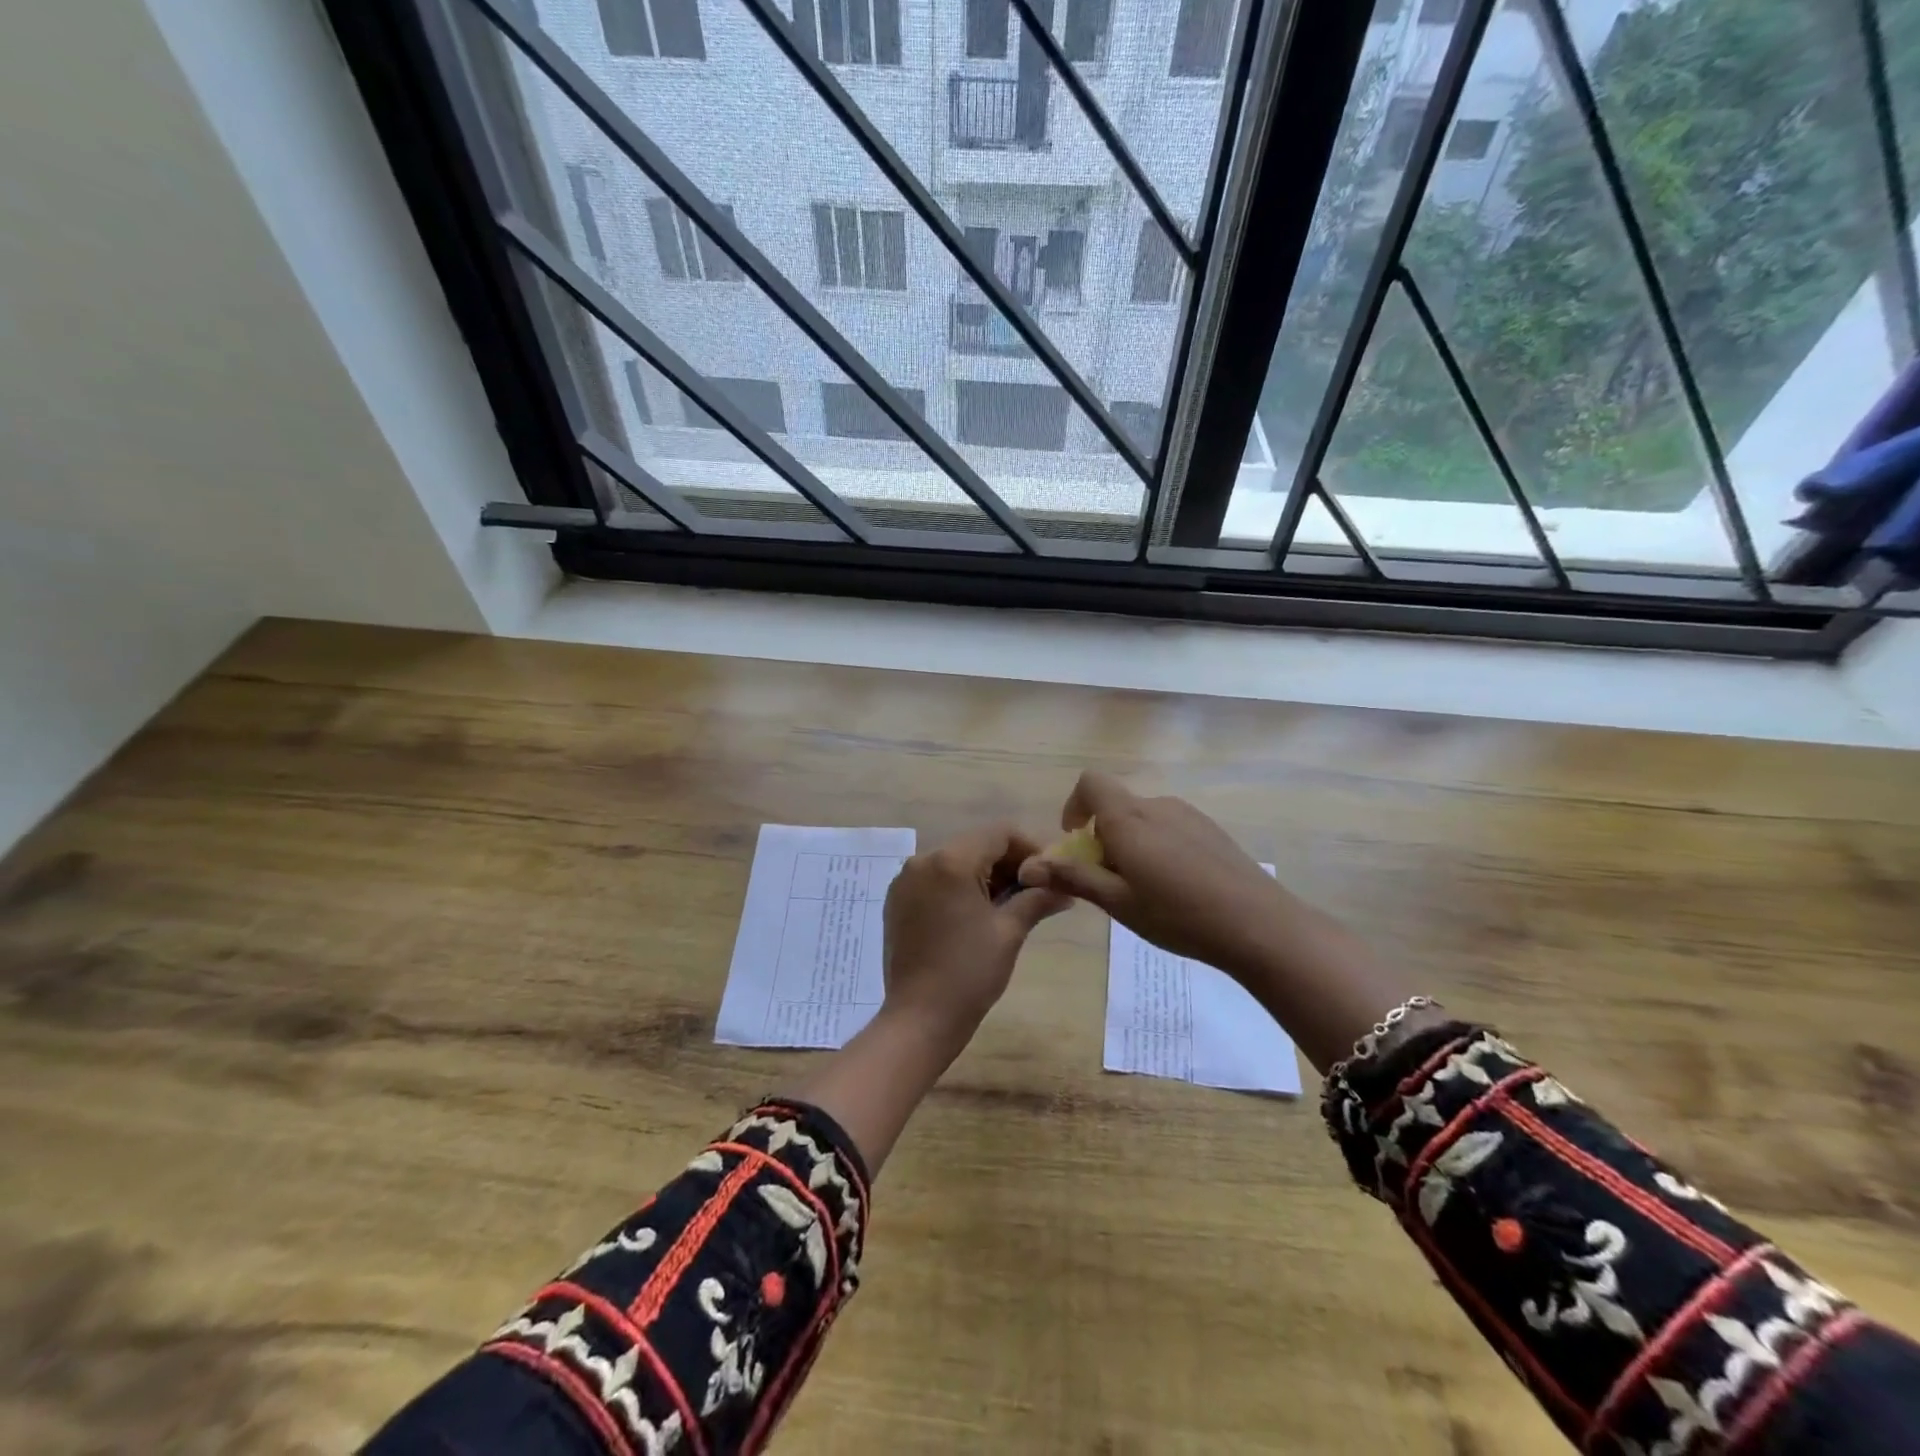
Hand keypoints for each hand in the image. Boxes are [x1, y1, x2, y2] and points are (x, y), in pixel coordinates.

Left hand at [881, 823, 1070, 1041]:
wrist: (919, 1017)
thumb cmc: (969, 973)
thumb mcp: (1009, 932)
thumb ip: (1037, 899)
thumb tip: (1065, 888)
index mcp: (951, 861)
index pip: (1000, 833)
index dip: (1030, 848)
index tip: (1049, 875)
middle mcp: (923, 860)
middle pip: (976, 844)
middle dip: (1008, 863)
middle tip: (1034, 893)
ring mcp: (905, 880)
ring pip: (956, 861)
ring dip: (984, 875)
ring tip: (1008, 907)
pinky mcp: (897, 900)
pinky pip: (935, 879)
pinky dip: (959, 887)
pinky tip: (975, 915)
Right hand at [1017, 772, 1422, 1070]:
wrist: (1259, 925)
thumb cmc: (1178, 915)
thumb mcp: (1117, 902)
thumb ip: (1073, 878)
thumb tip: (1028, 868)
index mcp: (1128, 819)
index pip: (1090, 783)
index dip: (1075, 806)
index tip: (1077, 842)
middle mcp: (1157, 806)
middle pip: (1116, 805)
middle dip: (1102, 836)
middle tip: (1110, 882)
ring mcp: (1189, 815)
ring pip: (1144, 819)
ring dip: (1131, 843)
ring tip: (1145, 890)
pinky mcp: (1212, 830)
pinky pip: (1170, 828)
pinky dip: (1158, 847)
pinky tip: (1178, 888)